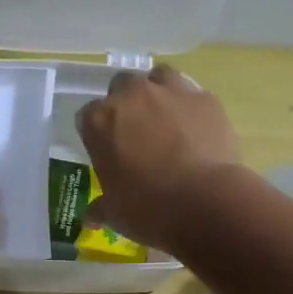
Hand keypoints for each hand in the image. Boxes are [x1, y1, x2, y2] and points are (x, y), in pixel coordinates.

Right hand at [77, 64, 244, 254]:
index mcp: (100, 121)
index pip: (87, 115)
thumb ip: (100, 207)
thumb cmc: (148, 209)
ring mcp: (171, 92)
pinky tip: (195, 129)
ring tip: (165, 119)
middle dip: (126, 104)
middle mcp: (132, 95)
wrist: (205, 202)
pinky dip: (190, 108)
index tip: (106, 150)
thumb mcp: (115, 213)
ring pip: (159, 77)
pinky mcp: (205, 99)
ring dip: (158, 92)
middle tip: (135, 132)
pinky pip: (192, 96)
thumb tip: (90, 216)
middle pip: (121, 86)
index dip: (96, 132)